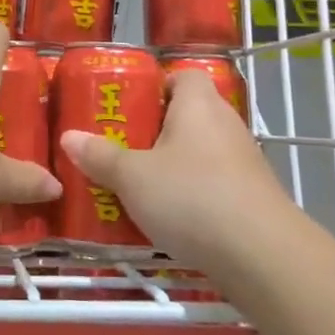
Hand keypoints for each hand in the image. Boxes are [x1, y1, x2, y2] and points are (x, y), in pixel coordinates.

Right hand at [59, 70, 292, 270]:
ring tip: (139, 187)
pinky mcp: (254, 199)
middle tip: (122, 149)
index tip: (129, 107)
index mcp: (198, 104)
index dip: (157, 86)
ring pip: (201, 154)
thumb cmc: (192, 197)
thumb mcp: (133, 177)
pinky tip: (171, 221)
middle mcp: (226, 124)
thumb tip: (69, 137)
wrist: (265, 257)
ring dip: (175, 168)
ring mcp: (245, 163)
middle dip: (156, 132)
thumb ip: (100, 156)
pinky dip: (195, 197)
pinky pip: (216, 186)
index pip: (182, 76)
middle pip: (189, 116)